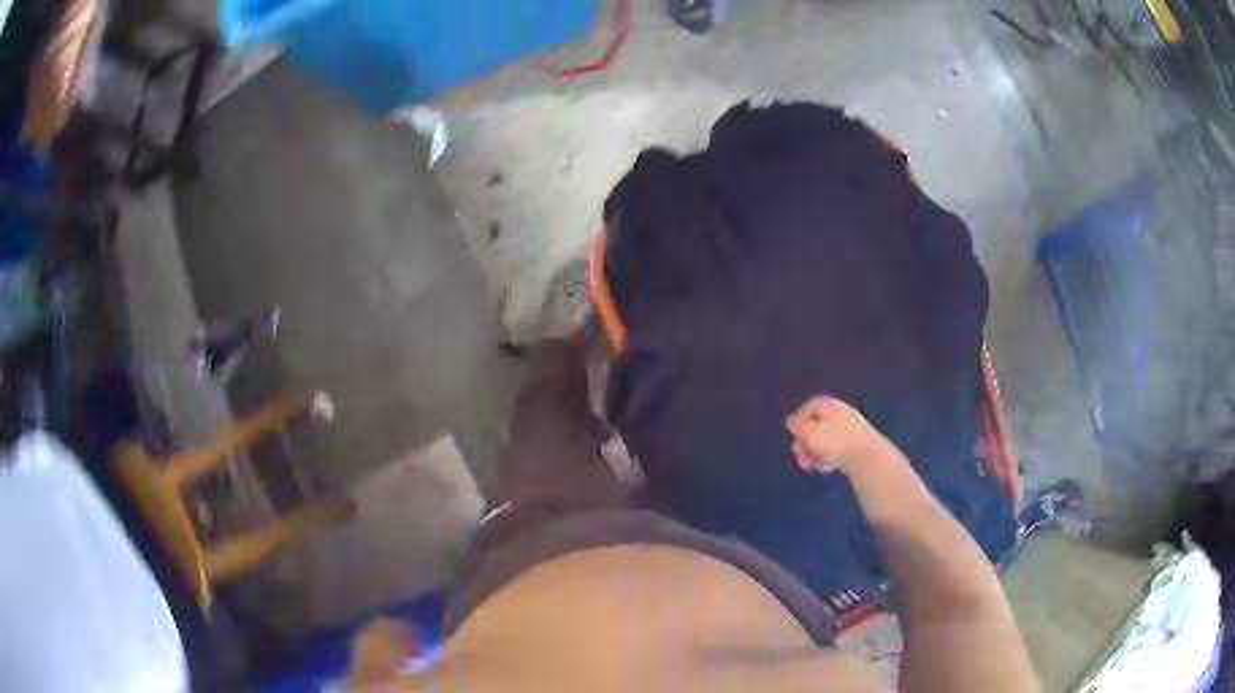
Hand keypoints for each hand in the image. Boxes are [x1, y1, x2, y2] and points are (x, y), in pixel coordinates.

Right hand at [785, 396, 889, 473]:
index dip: (798, 418)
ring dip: (813, 451)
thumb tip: (792, 422)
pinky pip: (836, 448)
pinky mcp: (857, 445)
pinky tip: (825, 469)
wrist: (868, 458)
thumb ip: (799, 427)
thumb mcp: (811, 433)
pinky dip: (827, 457)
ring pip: (826, 438)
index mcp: (830, 405)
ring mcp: (851, 429)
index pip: (810, 405)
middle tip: (798, 454)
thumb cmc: (836, 442)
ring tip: (809, 466)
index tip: (791, 433)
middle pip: (817, 423)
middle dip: (805, 440)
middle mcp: (841, 413)